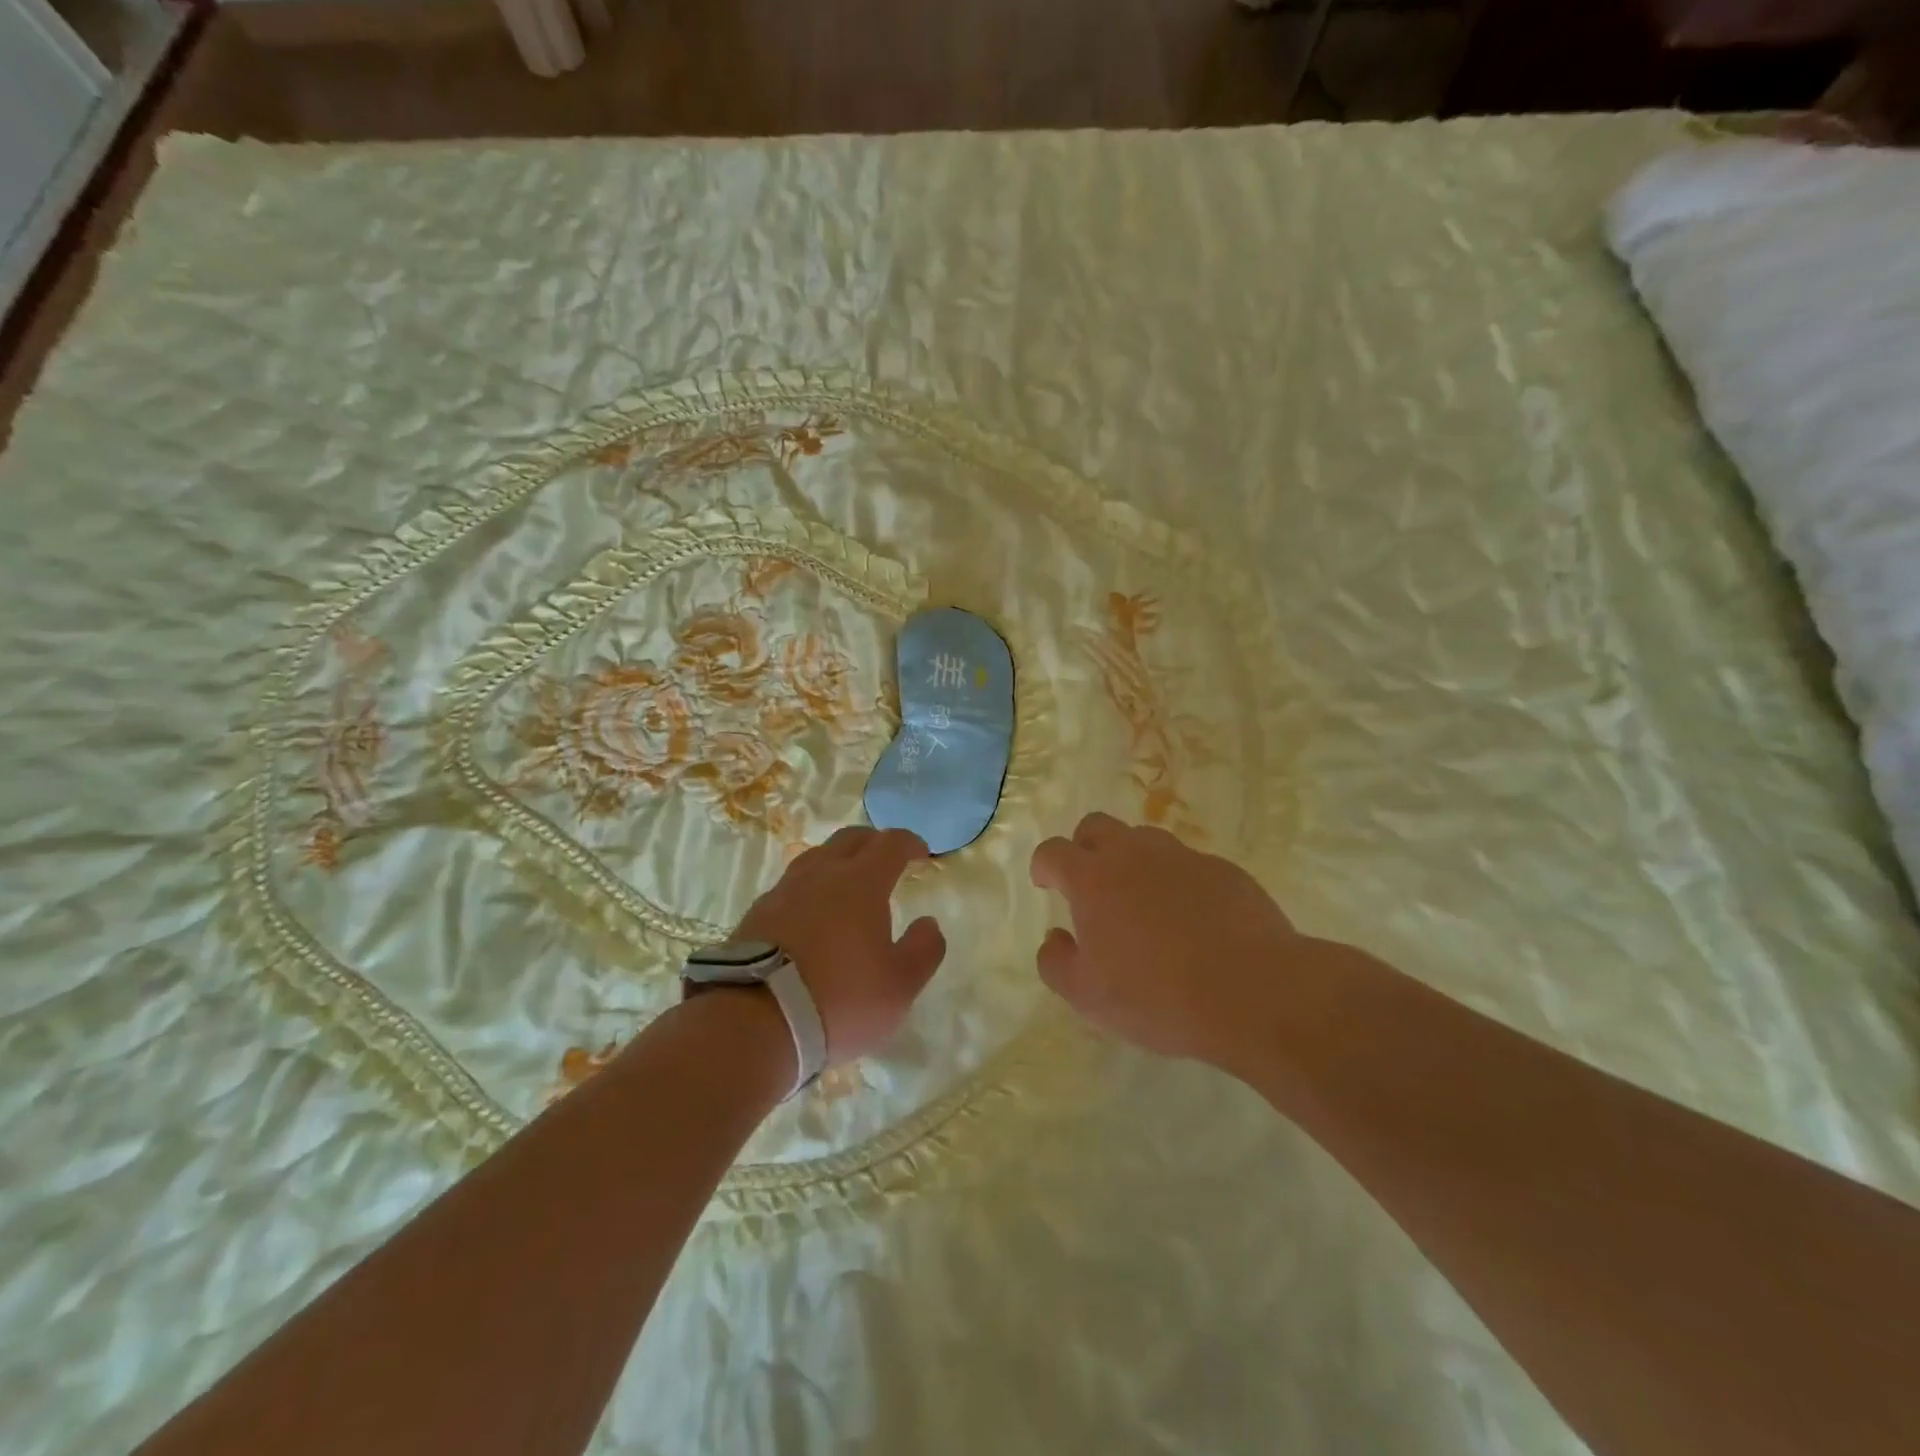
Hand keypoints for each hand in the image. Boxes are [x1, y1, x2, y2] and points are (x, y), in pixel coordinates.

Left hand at [734, 826, 946, 1065]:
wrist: (753, 1022)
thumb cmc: (839, 1000)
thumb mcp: (899, 986)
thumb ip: (923, 950)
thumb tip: (928, 924)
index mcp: (861, 882)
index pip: (890, 844)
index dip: (909, 843)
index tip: (921, 853)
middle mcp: (821, 874)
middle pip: (849, 839)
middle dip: (873, 842)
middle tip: (887, 859)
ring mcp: (783, 891)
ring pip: (815, 858)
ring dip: (837, 861)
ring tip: (847, 882)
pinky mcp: (755, 915)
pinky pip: (790, 886)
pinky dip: (810, 889)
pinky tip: (810, 913)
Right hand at [1029, 813, 1297, 1065]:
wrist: (1253, 991)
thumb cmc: (1157, 996)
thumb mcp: (1087, 997)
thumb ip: (1056, 962)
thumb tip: (1055, 938)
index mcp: (1093, 880)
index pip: (1054, 852)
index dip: (1044, 865)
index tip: (1047, 884)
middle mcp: (1134, 855)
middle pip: (1096, 826)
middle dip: (1084, 847)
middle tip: (1090, 885)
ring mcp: (1182, 858)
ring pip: (1144, 839)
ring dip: (1132, 860)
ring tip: (1142, 902)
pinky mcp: (1223, 870)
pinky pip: (1188, 863)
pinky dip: (1177, 881)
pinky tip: (1191, 919)